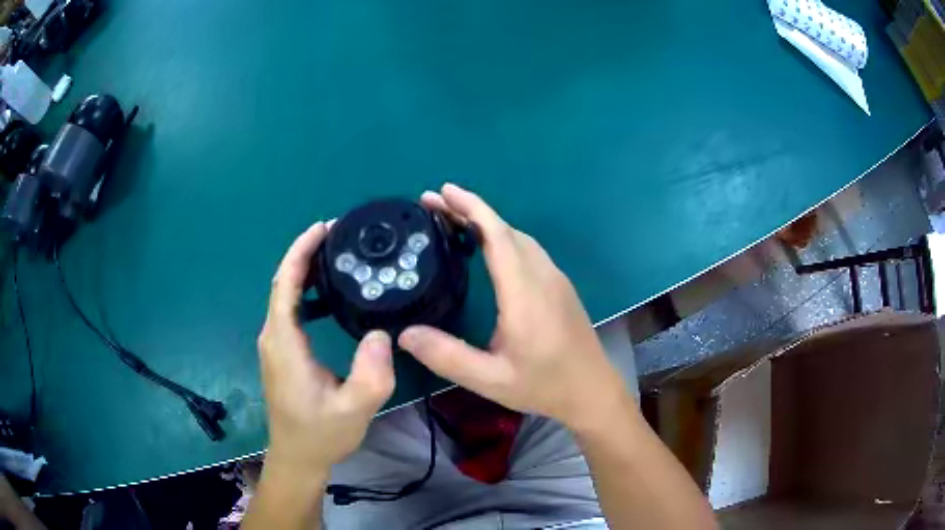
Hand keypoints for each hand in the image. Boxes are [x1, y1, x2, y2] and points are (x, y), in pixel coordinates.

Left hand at [258, 222, 395, 476]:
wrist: (297, 457)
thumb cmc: (321, 434)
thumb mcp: (354, 409)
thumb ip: (371, 374)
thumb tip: (381, 332)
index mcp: (285, 343)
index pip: (285, 285)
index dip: (301, 252)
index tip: (324, 228)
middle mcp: (273, 337)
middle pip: (283, 283)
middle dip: (305, 253)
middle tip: (338, 235)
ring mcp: (275, 345)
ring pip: (285, 295)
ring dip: (305, 270)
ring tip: (336, 255)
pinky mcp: (282, 352)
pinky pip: (290, 310)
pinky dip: (305, 290)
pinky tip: (327, 291)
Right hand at [398, 184, 628, 431]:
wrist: (593, 391)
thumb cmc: (544, 385)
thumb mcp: (490, 379)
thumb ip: (447, 357)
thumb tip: (405, 334)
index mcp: (525, 292)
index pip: (496, 235)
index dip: (469, 208)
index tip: (442, 192)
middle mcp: (542, 275)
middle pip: (505, 229)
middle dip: (469, 210)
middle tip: (433, 205)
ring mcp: (555, 278)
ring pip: (519, 237)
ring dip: (486, 223)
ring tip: (453, 221)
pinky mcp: (559, 286)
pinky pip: (528, 250)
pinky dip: (502, 237)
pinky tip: (487, 248)